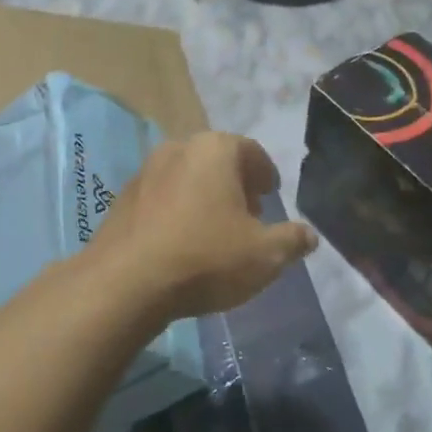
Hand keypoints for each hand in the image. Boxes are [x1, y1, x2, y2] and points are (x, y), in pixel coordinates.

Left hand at [90, 132, 317, 322]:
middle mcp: (178, 148)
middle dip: (235, 184)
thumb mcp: (265, 255)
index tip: (271, 193)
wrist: (125, 282)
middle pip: (216, 161)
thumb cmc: (205, 257)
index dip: (265, 173)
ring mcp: (145, 172)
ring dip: (205, 196)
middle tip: (249, 212)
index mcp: (215, 150)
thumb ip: (292, 240)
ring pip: (186, 177)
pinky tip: (182, 241)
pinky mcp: (122, 198)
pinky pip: (161, 197)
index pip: (250, 151)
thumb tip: (309, 235)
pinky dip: (177, 210)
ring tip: (216, 229)